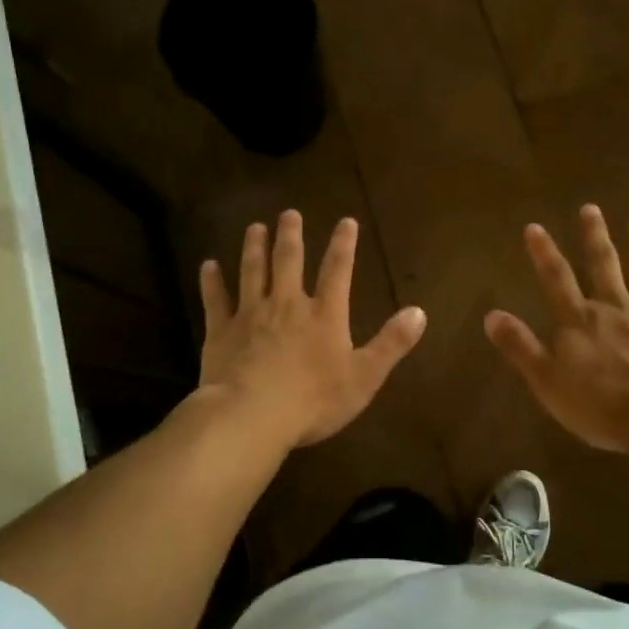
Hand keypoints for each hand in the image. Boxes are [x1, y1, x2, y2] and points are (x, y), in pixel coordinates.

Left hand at [199, 210, 426, 448]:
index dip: (343, 245)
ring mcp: (250, 315)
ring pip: (252, 272)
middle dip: (291, 235)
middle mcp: (287, 305)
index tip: (346, 221)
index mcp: (324, 315)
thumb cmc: (313, 400)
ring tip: (254, 228)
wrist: (251, 415)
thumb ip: (391, 343)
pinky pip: (215, 300)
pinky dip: (212, 281)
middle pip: (289, 262)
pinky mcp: (221, 331)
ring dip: (254, 248)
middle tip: (289, 213)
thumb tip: (420, 312)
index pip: (337, 271)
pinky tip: (208, 266)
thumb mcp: (364, 376)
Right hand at [485, 205, 628, 453]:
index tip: (535, 227)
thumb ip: (520, 346)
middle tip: (591, 208)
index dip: (544, 253)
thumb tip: (491, 315)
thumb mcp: (548, 381)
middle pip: (603, 265)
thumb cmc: (601, 405)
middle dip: (595, 236)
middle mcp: (615, 307)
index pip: (557, 279)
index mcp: (580, 320)